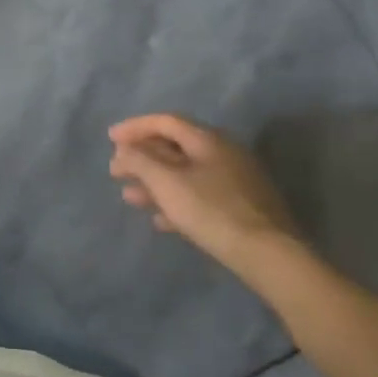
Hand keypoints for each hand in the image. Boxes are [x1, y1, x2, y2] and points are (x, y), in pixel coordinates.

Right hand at [108, 113, 301, 264]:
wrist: (268, 254)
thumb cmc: (211, 210)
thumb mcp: (166, 181)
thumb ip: (139, 160)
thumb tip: (124, 150)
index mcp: (208, 140)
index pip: (165, 122)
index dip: (135, 127)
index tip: (109, 138)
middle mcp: (223, 154)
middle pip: (174, 148)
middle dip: (141, 158)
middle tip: (116, 171)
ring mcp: (235, 182)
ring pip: (185, 174)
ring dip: (154, 182)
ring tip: (130, 197)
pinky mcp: (241, 209)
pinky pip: (199, 197)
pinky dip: (175, 202)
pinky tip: (160, 220)